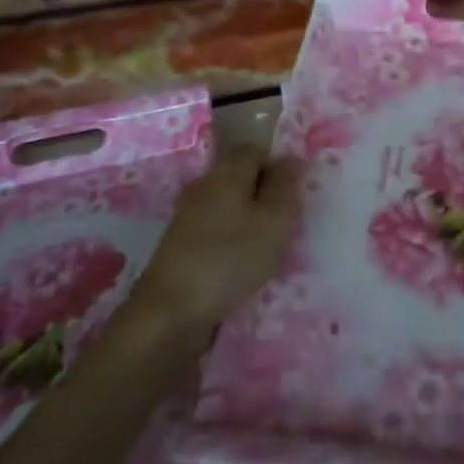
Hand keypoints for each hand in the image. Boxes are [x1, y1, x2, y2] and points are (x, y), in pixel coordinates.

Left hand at [132, 146, 299, 337]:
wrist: (169, 314)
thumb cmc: (230, 259)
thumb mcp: (273, 221)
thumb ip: (285, 186)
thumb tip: (292, 158)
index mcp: (226, 172)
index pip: (255, 150)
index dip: (277, 166)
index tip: (294, 195)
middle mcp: (203, 186)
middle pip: (240, 177)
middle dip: (264, 196)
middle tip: (285, 224)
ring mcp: (187, 217)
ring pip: (227, 206)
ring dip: (248, 222)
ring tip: (267, 251)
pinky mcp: (179, 247)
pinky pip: (214, 232)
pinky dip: (230, 243)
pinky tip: (240, 268)